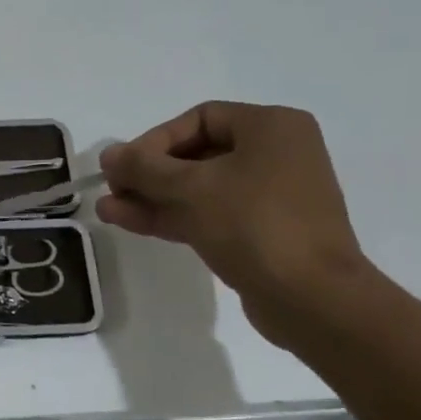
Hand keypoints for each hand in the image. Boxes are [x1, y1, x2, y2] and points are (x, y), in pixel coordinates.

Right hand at [97, 101, 371, 345]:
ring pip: (198, 189)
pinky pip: (209, 214)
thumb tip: (108, 154)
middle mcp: (275, 155)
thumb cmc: (255, 224)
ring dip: (152, 198)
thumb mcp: (191, 188)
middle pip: (196, 155)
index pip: (200, 119)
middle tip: (112, 188)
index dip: (155, 139)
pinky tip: (128, 221)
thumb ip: (144, 167)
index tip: (125, 165)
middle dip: (149, 173)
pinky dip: (171, 216)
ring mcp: (269, 197)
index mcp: (272, 128)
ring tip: (108, 210)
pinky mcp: (261, 233)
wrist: (312, 300)